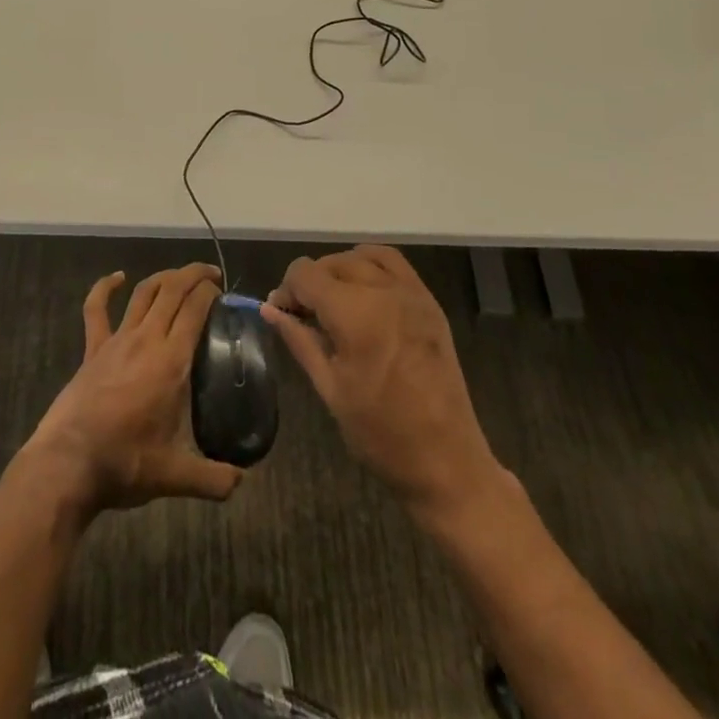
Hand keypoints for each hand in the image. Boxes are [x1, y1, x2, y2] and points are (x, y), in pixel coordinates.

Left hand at [21, 263, 244, 513]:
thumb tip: (241, 483)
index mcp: (171, 361)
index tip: (222, 292)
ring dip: (163, 277)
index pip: (195, 309)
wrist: (68, 464)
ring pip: (143, 293)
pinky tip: (117, 277)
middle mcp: (146, 339)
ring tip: (179, 276)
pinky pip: (96, 309)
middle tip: (212, 275)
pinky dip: (105, 287)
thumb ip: (213, 479)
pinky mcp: (93, 349)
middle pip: (172, 290)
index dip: (210, 292)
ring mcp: (116, 340)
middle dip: (193, 275)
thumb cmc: (124, 463)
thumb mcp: (175, 476)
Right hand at [263, 246, 500, 520]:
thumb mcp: (330, 389)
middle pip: (332, 262)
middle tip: (303, 316)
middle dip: (310, 283)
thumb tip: (270, 310)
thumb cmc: (382, 434)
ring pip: (362, 256)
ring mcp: (412, 293)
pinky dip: (371, 266)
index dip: (287, 290)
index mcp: (355, 315)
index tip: (282, 316)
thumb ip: (299, 340)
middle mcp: (384, 292)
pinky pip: (394, 263)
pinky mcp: (429, 303)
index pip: (305, 274)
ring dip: (339, 270)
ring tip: (333, 302)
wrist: (448, 462)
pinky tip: (364, 294)